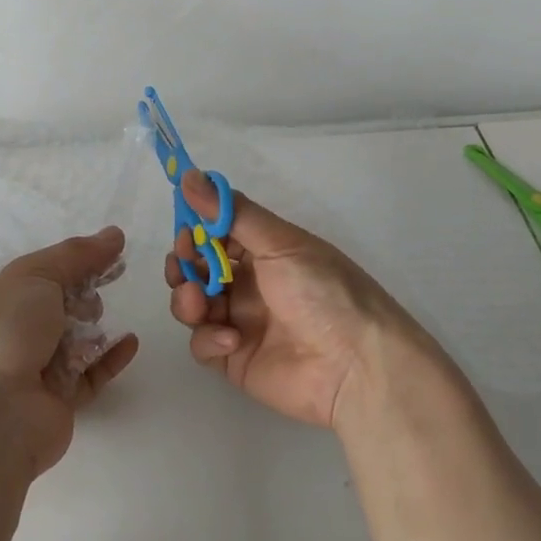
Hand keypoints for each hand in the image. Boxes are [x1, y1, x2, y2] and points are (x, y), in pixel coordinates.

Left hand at [0, 228, 138, 477]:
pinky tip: (130, 342)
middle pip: (61, 303)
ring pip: (77, 338)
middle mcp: (16, 331)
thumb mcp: (37, 276)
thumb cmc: (6, 332)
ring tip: (97, 322)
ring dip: (94, 326)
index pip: (43, 271)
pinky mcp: (60, 400)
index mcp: (1, 298)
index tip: (113, 251)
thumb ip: (77, 255)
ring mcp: (37, 367)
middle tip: (91, 297)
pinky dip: (111, 357)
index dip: (77, 260)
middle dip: (83, 294)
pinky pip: (93, 373)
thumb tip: (114, 234)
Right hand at [166, 171, 417, 430]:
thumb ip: (232, 212)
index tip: (186, 231)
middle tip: (185, 266)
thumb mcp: (281, 243)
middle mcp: (250, 283)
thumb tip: (190, 174)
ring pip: (193, 303)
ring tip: (199, 303)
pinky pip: (203, 343)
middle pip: (198, 268)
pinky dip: (208, 338)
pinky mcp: (234, 358)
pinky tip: (230, 339)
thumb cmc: (323, 291)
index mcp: (265, 251)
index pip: (217, 233)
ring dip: (187, 298)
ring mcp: (240, 321)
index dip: (196, 229)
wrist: (356, 366)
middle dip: (184, 264)